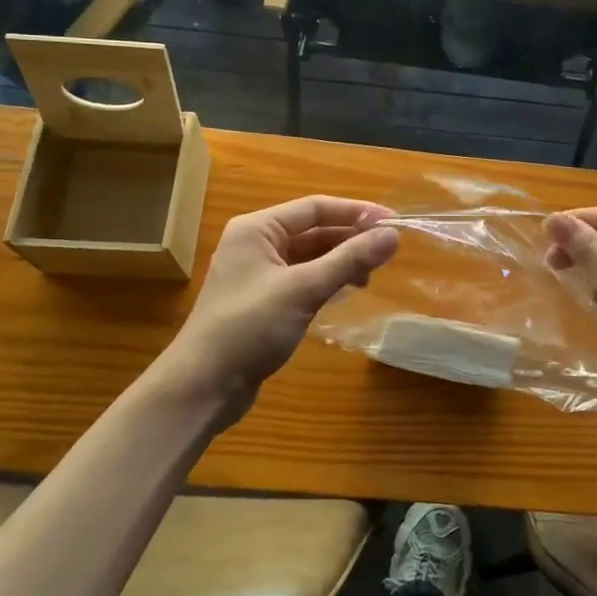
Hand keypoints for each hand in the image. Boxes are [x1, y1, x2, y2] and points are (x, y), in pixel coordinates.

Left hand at [156, 196, 399, 428]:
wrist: (202, 387)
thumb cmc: (249, 327)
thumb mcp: (303, 289)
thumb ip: (349, 260)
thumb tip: (393, 236)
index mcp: (258, 229)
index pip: (315, 208)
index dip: (356, 212)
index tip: (393, 223)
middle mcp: (257, 244)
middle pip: (313, 231)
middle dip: (350, 239)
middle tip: (389, 251)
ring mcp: (259, 274)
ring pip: (310, 256)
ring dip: (341, 261)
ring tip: (370, 276)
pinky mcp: (264, 301)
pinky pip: (303, 279)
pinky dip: (327, 281)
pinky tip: (346, 292)